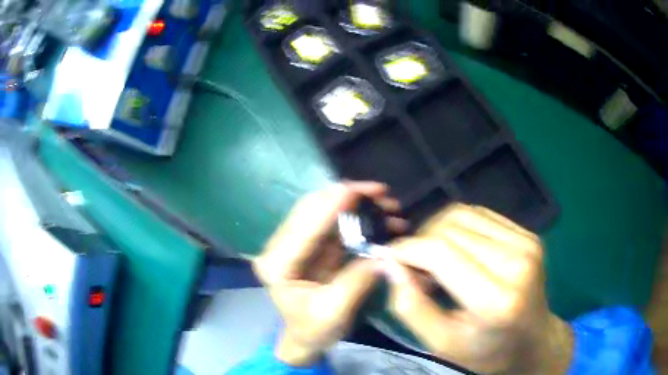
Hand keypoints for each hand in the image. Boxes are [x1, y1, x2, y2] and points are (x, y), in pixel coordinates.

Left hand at [253, 182, 405, 366]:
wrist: (307, 339)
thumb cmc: (313, 330)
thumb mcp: (334, 312)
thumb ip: (357, 281)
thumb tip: (386, 254)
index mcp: (277, 264)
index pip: (303, 227)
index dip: (331, 206)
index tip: (359, 190)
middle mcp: (282, 247)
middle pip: (312, 209)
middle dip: (348, 197)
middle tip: (383, 194)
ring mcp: (297, 244)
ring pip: (325, 211)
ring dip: (356, 204)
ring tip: (388, 204)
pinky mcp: (313, 246)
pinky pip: (336, 223)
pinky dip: (357, 217)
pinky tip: (379, 215)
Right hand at [384, 204, 572, 373]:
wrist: (533, 341)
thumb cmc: (486, 351)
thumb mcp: (442, 343)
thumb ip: (411, 306)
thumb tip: (389, 264)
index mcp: (497, 300)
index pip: (442, 252)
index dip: (407, 249)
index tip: (388, 257)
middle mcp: (517, 262)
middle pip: (451, 227)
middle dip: (420, 241)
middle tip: (413, 267)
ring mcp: (527, 243)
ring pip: (463, 213)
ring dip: (437, 230)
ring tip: (434, 258)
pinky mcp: (529, 234)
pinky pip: (481, 214)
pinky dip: (459, 227)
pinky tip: (457, 249)